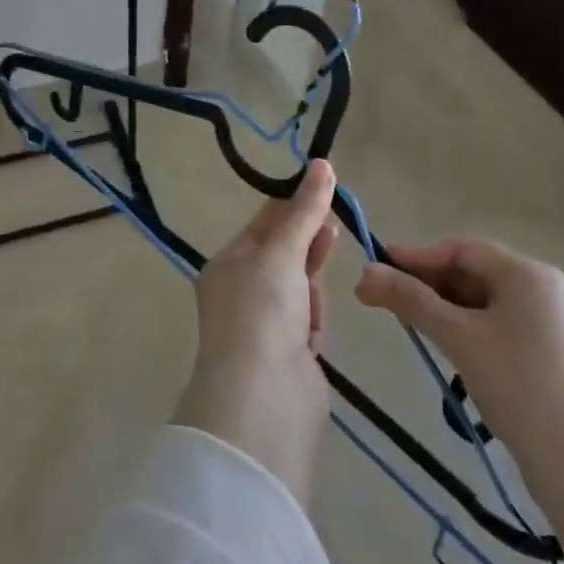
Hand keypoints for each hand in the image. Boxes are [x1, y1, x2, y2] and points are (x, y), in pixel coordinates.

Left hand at [172, 160, 341, 508]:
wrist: (264, 401)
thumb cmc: (262, 311)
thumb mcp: (282, 252)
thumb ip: (305, 210)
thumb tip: (322, 163)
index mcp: (227, 264)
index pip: (264, 224)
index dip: (294, 206)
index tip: (325, 189)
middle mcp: (241, 292)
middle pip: (284, 254)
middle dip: (308, 241)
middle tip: (335, 224)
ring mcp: (265, 325)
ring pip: (300, 287)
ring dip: (311, 284)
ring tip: (315, 291)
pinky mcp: (289, 355)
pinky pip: (308, 321)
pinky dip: (314, 320)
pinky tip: (312, 333)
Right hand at [362, 240, 563, 563]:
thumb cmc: (518, 386)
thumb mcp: (457, 337)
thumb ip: (409, 300)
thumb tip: (363, 273)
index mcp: (527, 273)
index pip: (461, 250)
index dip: (416, 257)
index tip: (376, 266)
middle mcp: (542, 288)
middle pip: (472, 272)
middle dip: (428, 284)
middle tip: (386, 299)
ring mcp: (549, 321)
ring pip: (483, 301)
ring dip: (444, 309)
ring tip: (411, 325)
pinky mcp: (550, 352)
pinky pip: (498, 325)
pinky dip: (467, 329)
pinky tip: (447, 347)